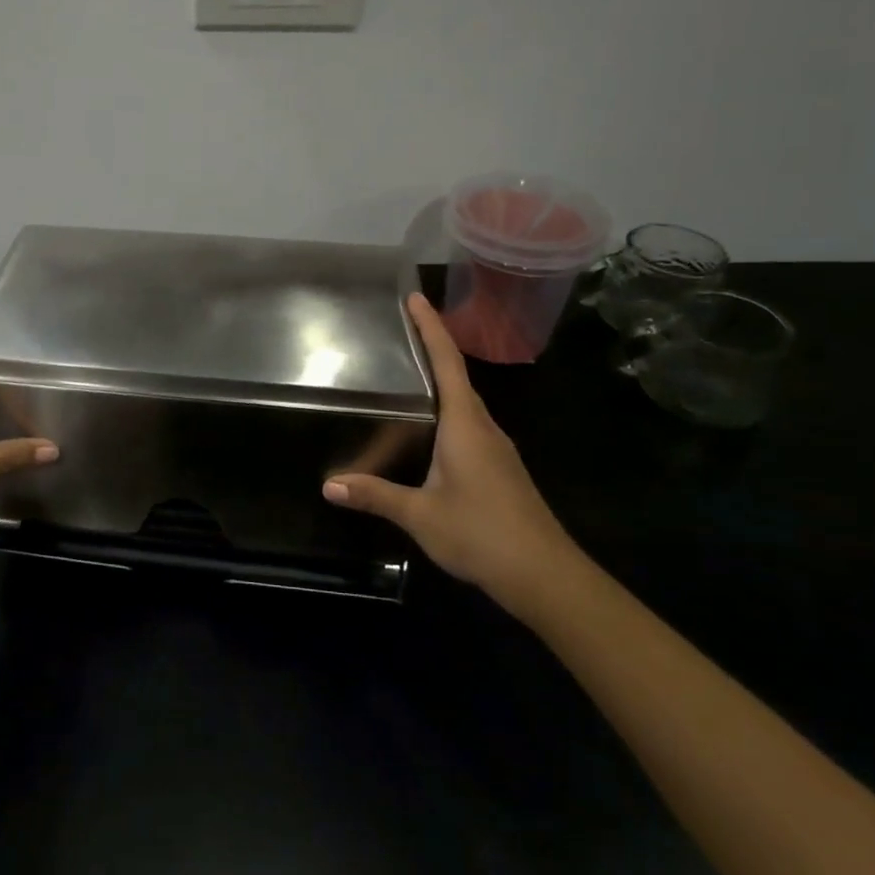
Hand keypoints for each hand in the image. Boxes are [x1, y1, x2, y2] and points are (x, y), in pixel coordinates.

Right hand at [324, 292, 584, 622]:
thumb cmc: (482, 534)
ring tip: (407, 373)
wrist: (546, 576)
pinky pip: (469, 425)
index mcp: (465, 425)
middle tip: (400, 330)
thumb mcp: (421, 515)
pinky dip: (447, 411)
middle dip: (432, 348)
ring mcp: (496, 449)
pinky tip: (429, 429)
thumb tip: (329, 484)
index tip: (416, 297)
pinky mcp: (500, 469)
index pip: (447, 363)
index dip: (431, 329)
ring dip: (441, 381)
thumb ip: (376, 495)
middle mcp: (484, 428)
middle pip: (458, 377)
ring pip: (465, 404)